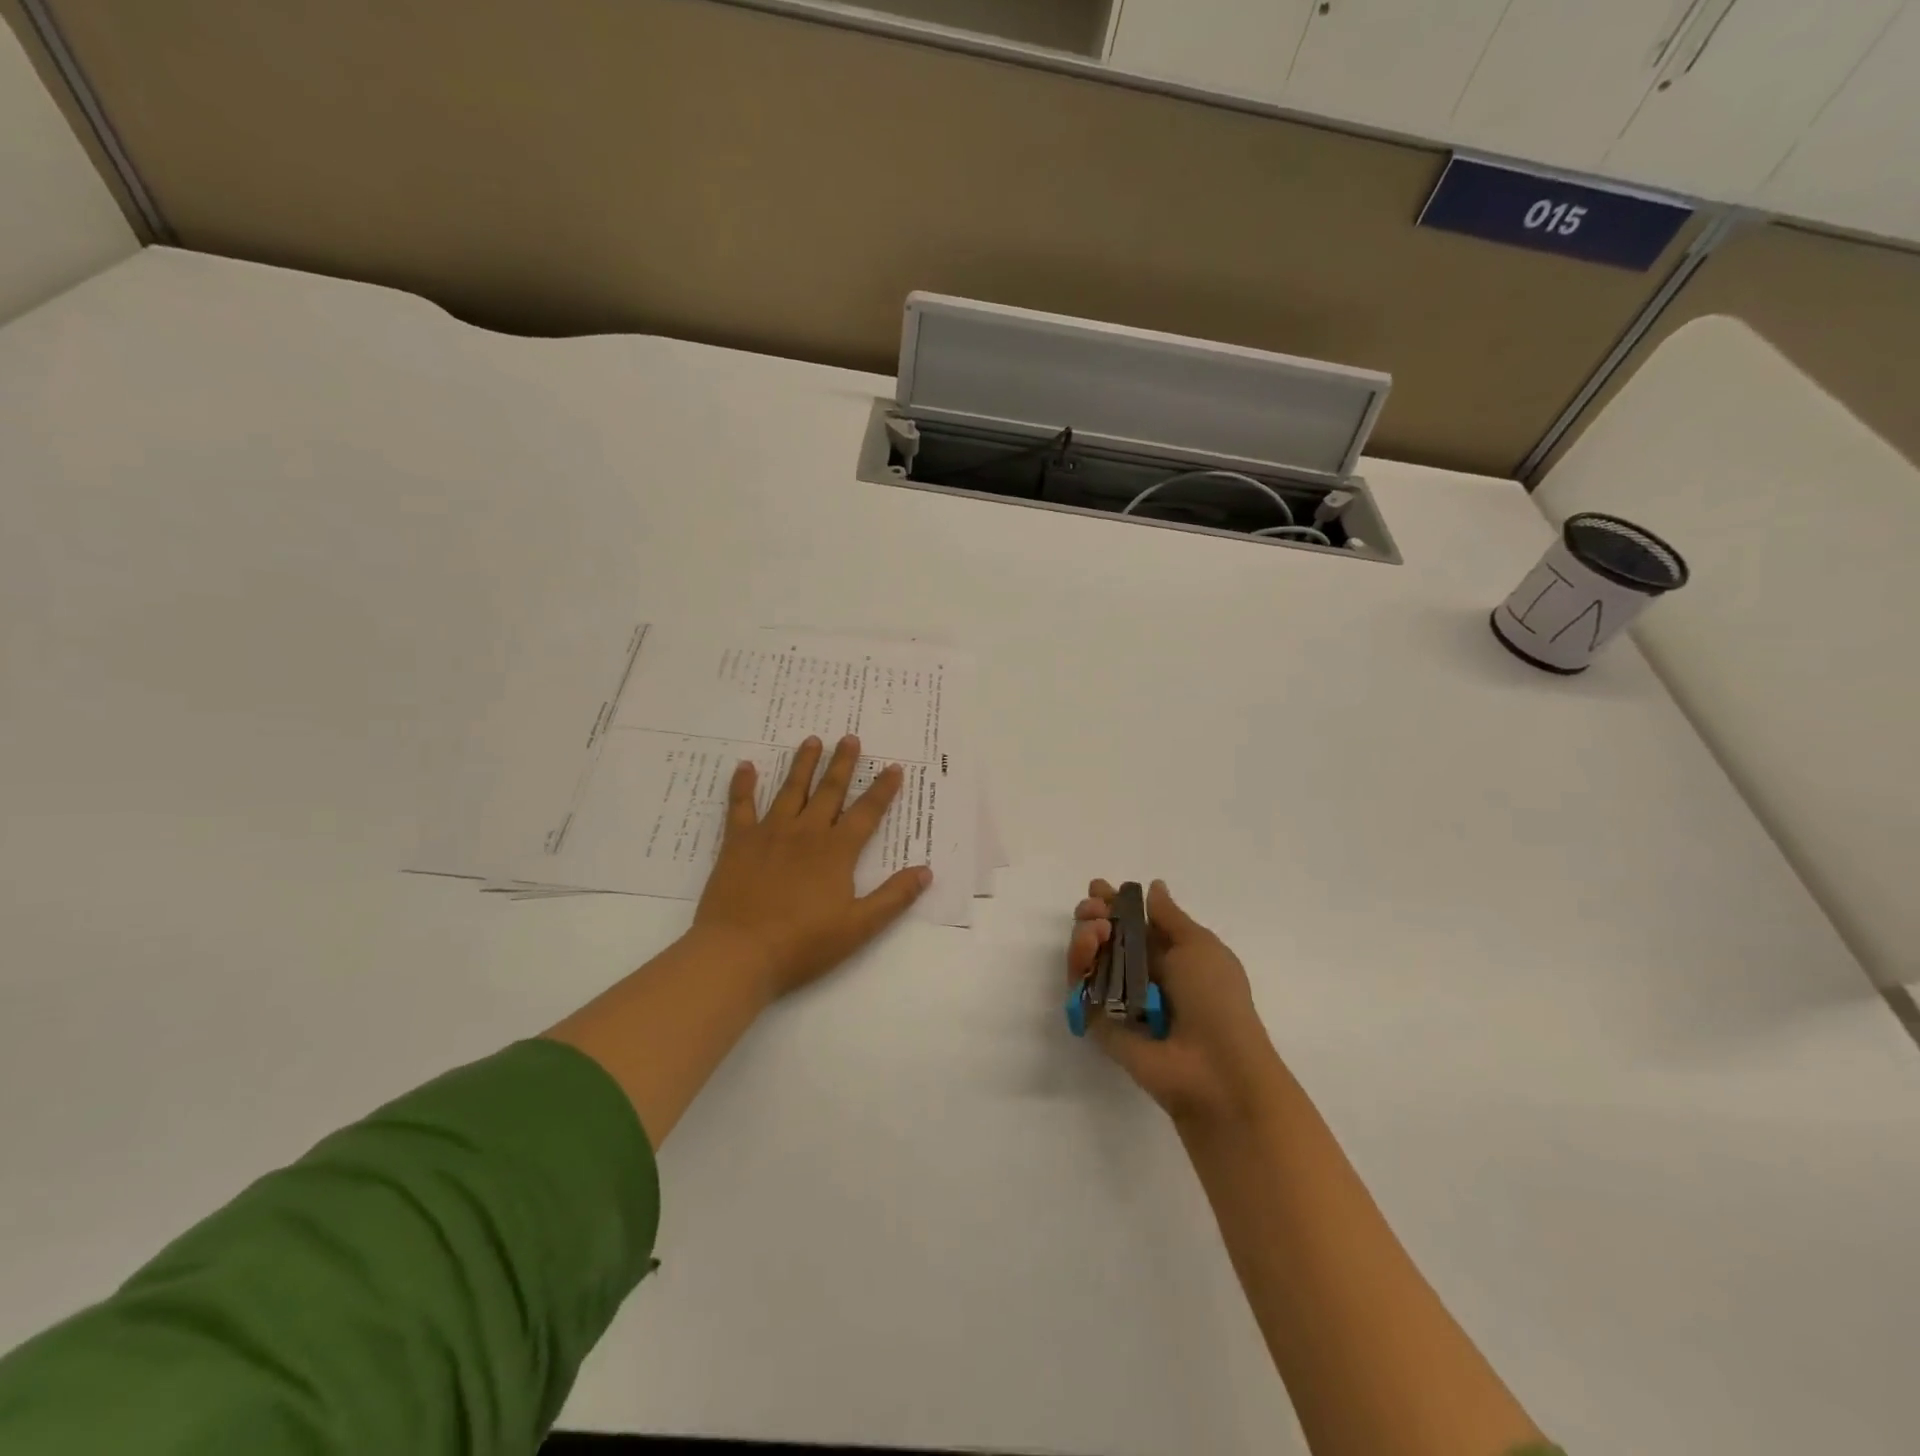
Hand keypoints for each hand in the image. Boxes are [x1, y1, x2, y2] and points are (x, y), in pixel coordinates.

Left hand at [693, 734, 931, 999]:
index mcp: (836, 851)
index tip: (893, 767)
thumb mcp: (858, 927)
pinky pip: (740, 806)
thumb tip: (926, 871)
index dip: (882, 790)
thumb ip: (893, 897)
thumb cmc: (803, 943)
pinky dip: (743, 784)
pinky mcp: (738, 842)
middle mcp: (806, 833)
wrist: (739, 952)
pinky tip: (745, 766)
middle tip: (850, 738)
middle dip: (842, 764)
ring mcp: (770, 833)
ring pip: (790, 789)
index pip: (866, 813)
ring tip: (812, 740)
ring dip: (803, 764)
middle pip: (829, 791)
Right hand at [1067, 878, 1283, 1126]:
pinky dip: (1078, 962)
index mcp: (1170, 956)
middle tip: (1092, 907)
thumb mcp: (1199, 946)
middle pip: (1105, 938)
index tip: (1099, 887)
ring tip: (1097, 928)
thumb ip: (1169, 916)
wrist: (1214, 1068)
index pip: (1134, 923)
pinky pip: (1080, 987)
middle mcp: (1141, 975)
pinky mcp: (1099, 1021)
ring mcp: (1118, 999)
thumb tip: (1153, 887)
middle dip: (1094, 915)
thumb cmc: (1216, 998)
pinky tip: (1088, 944)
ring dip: (1086, 933)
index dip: (1116, 904)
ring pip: (1089, 958)